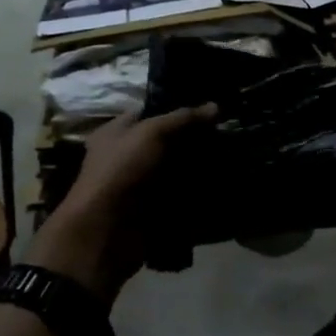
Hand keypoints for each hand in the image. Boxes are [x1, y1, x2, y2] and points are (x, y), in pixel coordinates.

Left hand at [27, 104, 215, 300]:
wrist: (106, 229)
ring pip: (174, 169)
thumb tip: (216, 106)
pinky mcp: (151, 208)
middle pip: (165, 142)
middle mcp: (126, 156)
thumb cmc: (122, 170)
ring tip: (228, 156)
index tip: (209, 109)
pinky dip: (195, 192)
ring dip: (196, 166)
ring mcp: (139, 184)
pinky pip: (178, 195)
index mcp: (116, 133)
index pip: (150, 113)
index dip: (177, 108)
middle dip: (192, 139)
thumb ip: (183, 118)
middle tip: (224, 132)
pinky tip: (219, 183)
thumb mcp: (152, 133)